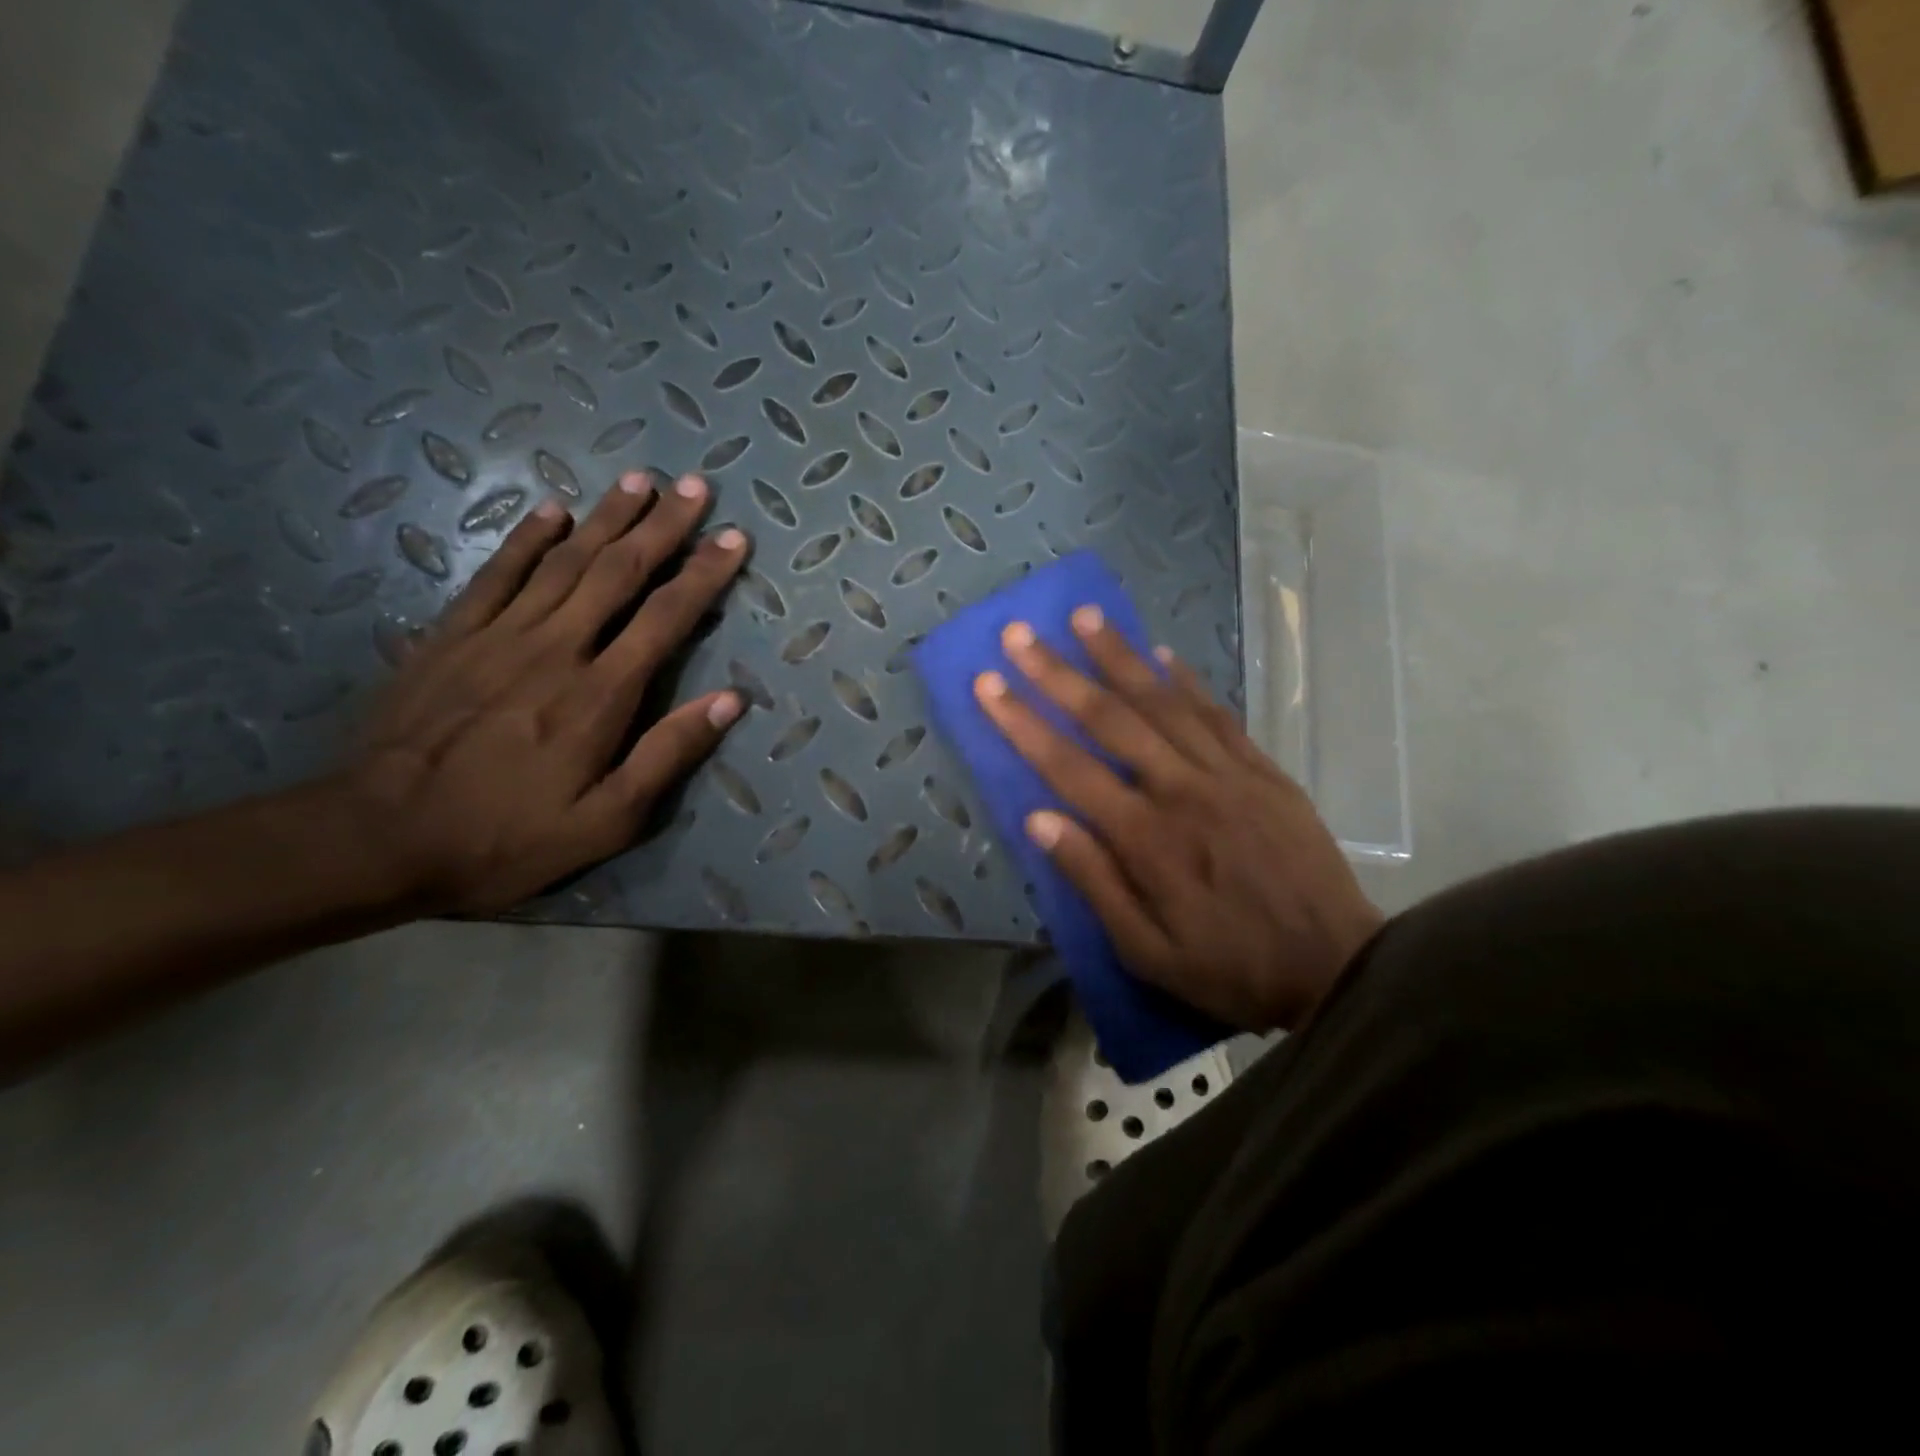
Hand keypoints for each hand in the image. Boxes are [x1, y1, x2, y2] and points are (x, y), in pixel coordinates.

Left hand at [343, 470, 748, 914]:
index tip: (734, 539)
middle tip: (694, 488)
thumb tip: (730, 701)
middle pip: (618, 572)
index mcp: (599, 695)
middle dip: (662, 527)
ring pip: (564, 561)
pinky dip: (526, 537)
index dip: (704, 575)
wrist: (375, 838)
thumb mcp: (606, 822)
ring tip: (640, 481)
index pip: (665, 618)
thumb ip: (667, 755)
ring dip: (607, 518)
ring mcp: (498, 636)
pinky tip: (552, 510)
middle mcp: (556, 649)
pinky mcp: (451, 636)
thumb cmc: (504, 838)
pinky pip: (496, 573)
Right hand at [975, 609, 1382, 1032]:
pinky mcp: (1263, 770)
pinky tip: (1162, 653)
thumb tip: (1038, 819)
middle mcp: (1181, 790)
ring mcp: (1227, 773)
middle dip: (1058, 672)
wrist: (1338, 968)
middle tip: (1020, 634)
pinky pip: (1217, 714)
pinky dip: (1187, 680)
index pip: (1068, 767)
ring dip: (1119, 656)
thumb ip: (1093, 880)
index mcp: (1146, 838)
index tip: (988, 684)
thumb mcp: (1147, 952)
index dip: (1022, 722)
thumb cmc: (1230, 968)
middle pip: (1110, 718)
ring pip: (1163, 701)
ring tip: (1084, 617)